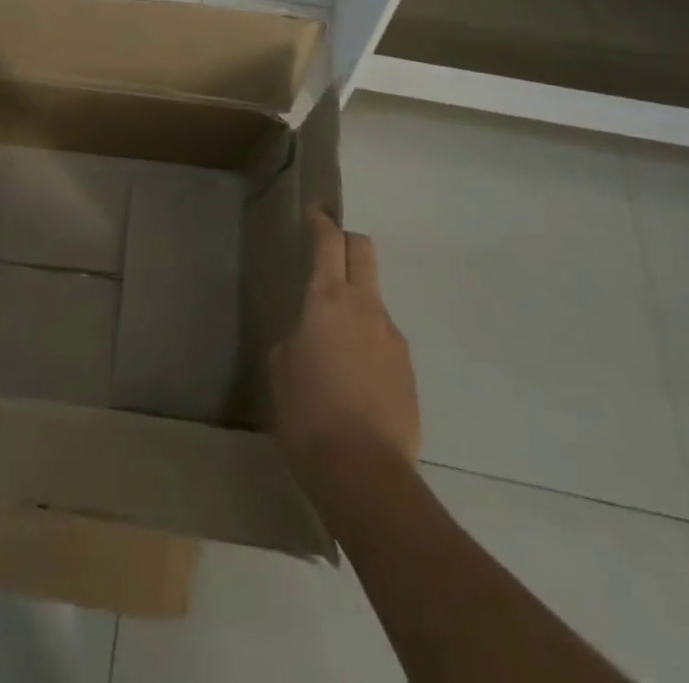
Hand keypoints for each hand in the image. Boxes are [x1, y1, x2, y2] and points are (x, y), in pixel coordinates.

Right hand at [270, 210, 420, 482]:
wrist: (366, 475)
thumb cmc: (308, 413)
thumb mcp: (280, 368)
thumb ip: (294, 338)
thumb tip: (307, 338)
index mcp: (327, 299)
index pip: (328, 241)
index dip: (320, 222)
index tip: (313, 212)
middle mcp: (365, 307)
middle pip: (364, 251)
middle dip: (347, 242)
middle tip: (327, 253)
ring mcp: (393, 338)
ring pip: (374, 299)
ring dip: (355, 301)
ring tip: (333, 342)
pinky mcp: (408, 371)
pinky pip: (384, 339)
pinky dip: (368, 342)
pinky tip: (353, 378)